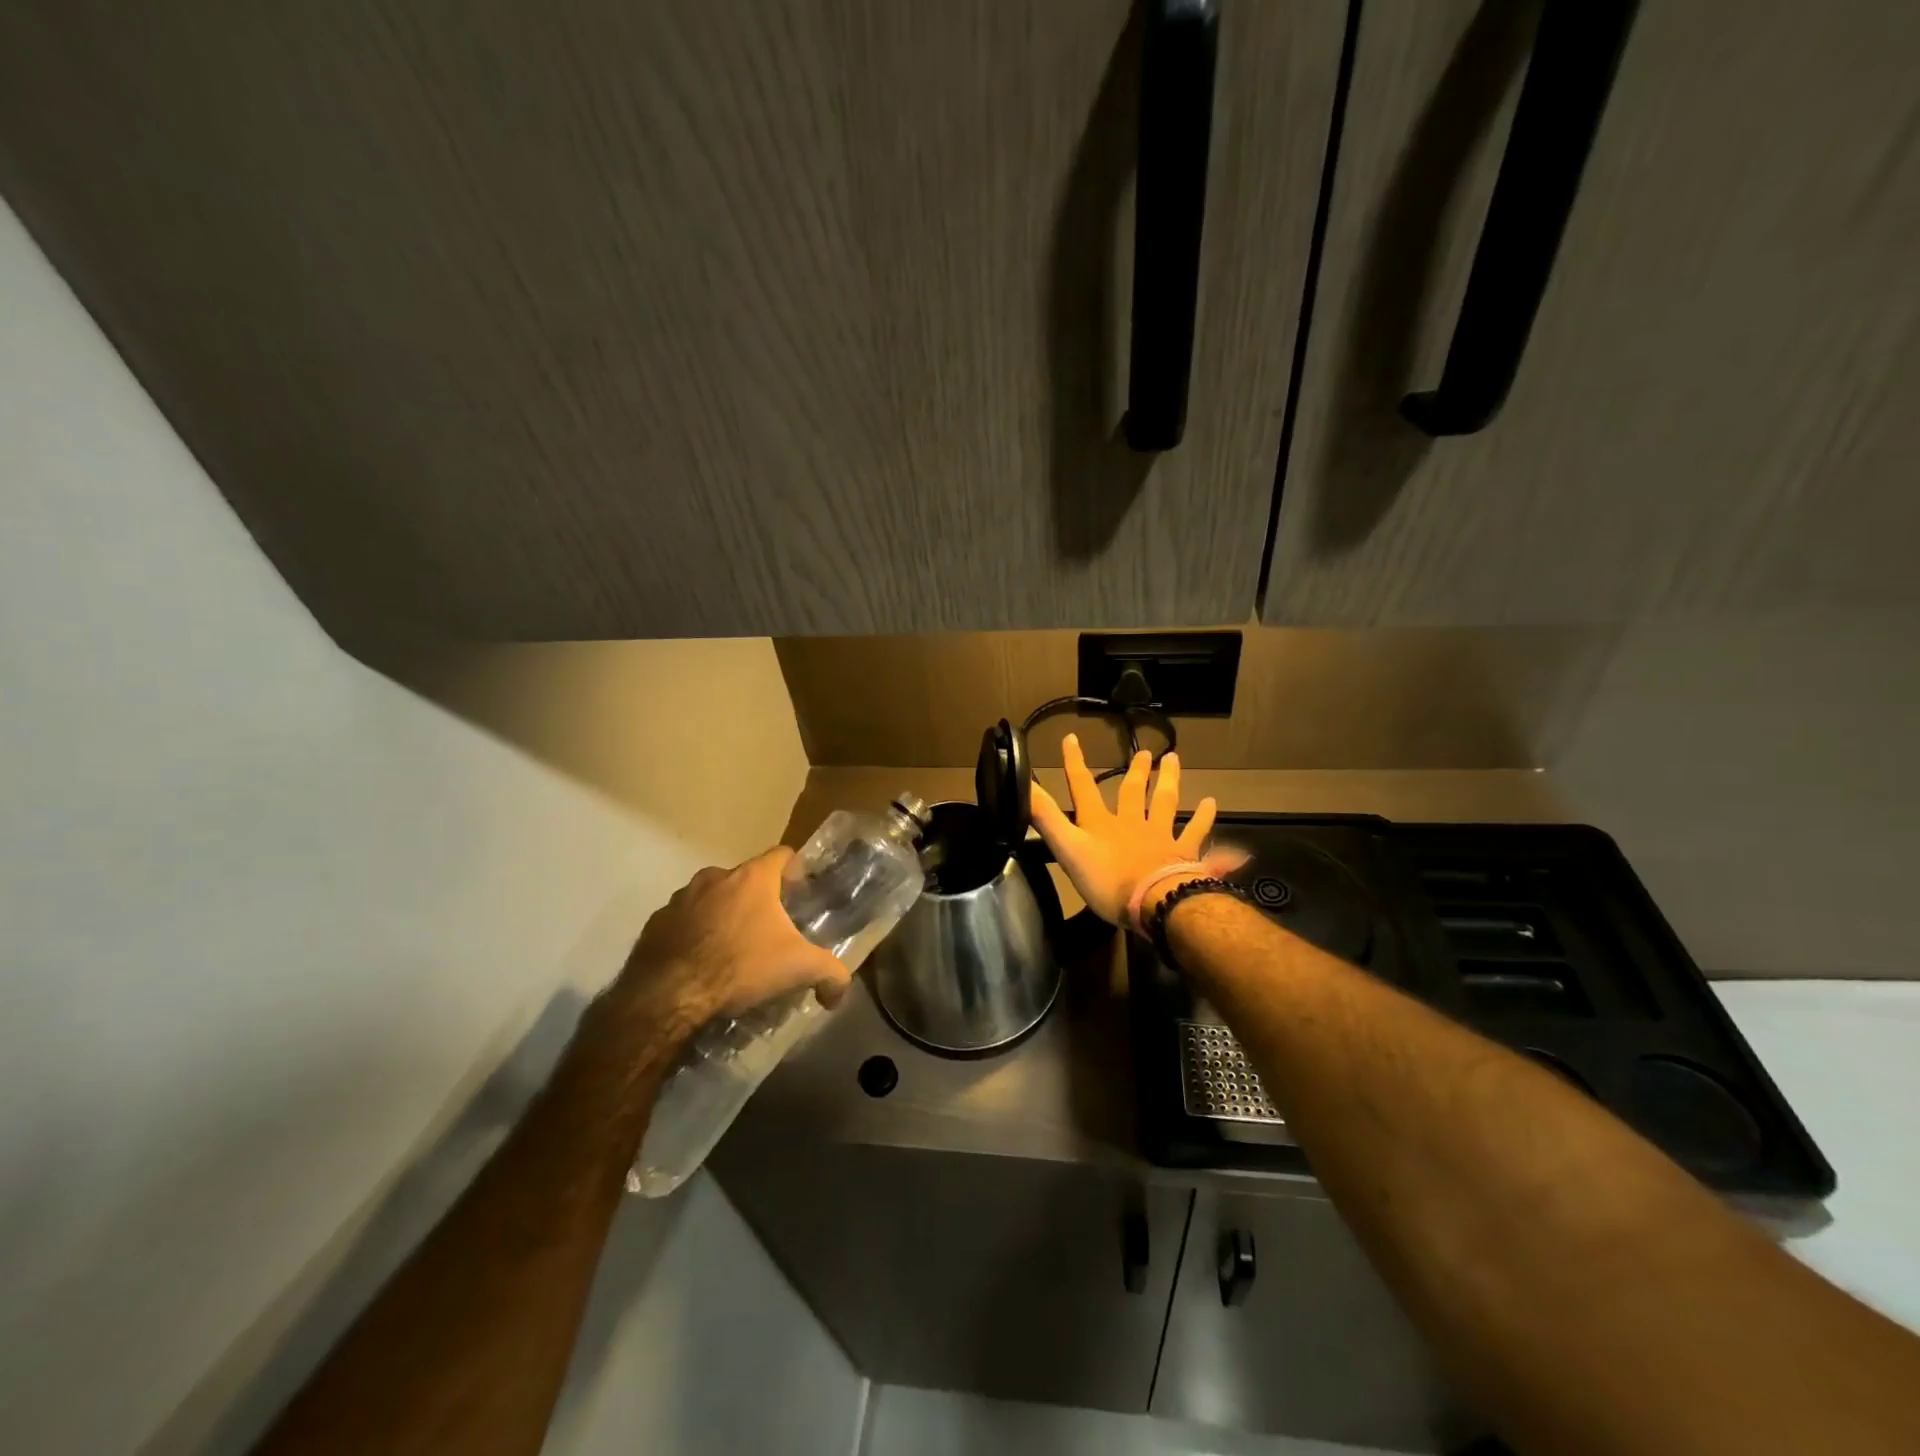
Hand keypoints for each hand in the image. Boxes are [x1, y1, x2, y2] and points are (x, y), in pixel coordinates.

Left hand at [606, 848, 847, 1037]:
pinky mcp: (656, 921)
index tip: (799, 893)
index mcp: (753, 878)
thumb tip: (840, 992)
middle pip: (746, 878)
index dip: (794, 870)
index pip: (781, 854)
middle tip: (769, 928)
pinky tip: (700, 961)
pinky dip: (694, 932)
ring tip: (733, 947)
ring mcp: (681, 897)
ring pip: (712, 897)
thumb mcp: (799, 968)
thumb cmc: (740, 966)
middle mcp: (716, 876)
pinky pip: (683, 920)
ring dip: (724, 913)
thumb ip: (830, 973)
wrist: (669, 994)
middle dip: (758, 898)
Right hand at [1029, 735, 1220, 925]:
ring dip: (1169, 782)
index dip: (1075, 763)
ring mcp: (1161, 838)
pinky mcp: (1184, 855)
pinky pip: (1197, 836)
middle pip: (1133, 792)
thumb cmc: (1107, 880)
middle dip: (1136, 771)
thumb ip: (1046, 817)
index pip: (1083, 787)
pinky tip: (1213, 807)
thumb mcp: (1067, 848)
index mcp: (1101, 823)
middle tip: (1145, 752)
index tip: (1072, 738)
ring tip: (1174, 762)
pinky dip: (1205, 822)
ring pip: (1166, 803)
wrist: (1155, 902)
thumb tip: (1022, 784)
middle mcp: (1132, 823)